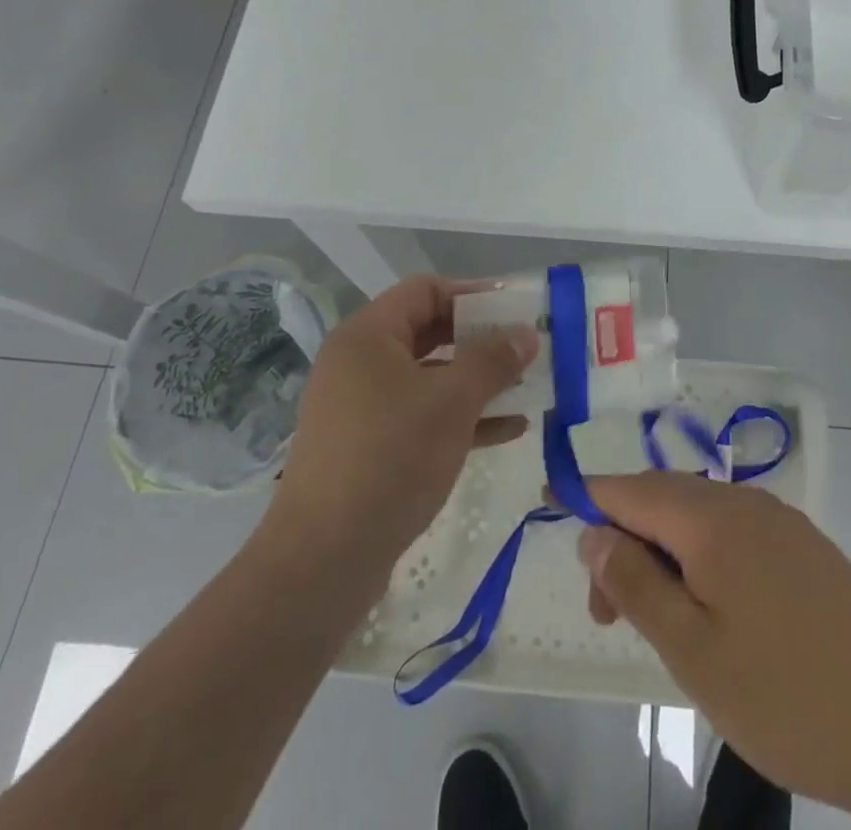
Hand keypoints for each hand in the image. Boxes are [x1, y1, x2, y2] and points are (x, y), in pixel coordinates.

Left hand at [260, 276, 537, 599]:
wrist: (323, 561)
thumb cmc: (390, 459)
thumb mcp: (452, 402)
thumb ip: (493, 360)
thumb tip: (526, 333)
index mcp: (368, 336)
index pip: (425, 290)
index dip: (473, 294)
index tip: (516, 311)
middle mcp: (360, 363)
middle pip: (429, 332)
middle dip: (481, 340)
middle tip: (526, 349)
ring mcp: (361, 407)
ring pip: (430, 377)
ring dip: (477, 381)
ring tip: (527, 389)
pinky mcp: (369, 447)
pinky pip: (422, 415)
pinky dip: (461, 417)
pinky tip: (508, 431)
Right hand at [577, 474, 850, 828]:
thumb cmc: (790, 696)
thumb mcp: (693, 651)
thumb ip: (635, 582)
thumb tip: (592, 529)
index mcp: (711, 517)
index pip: (629, 487)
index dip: (587, 496)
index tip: (549, 505)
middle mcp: (744, 502)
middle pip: (662, 500)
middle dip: (624, 540)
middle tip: (607, 614)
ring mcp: (781, 523)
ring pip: (698, 518)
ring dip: (663, 555)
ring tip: (656, 622)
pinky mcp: (806, 549)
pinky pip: (733, 535)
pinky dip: (702, 561)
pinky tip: (710, 612)